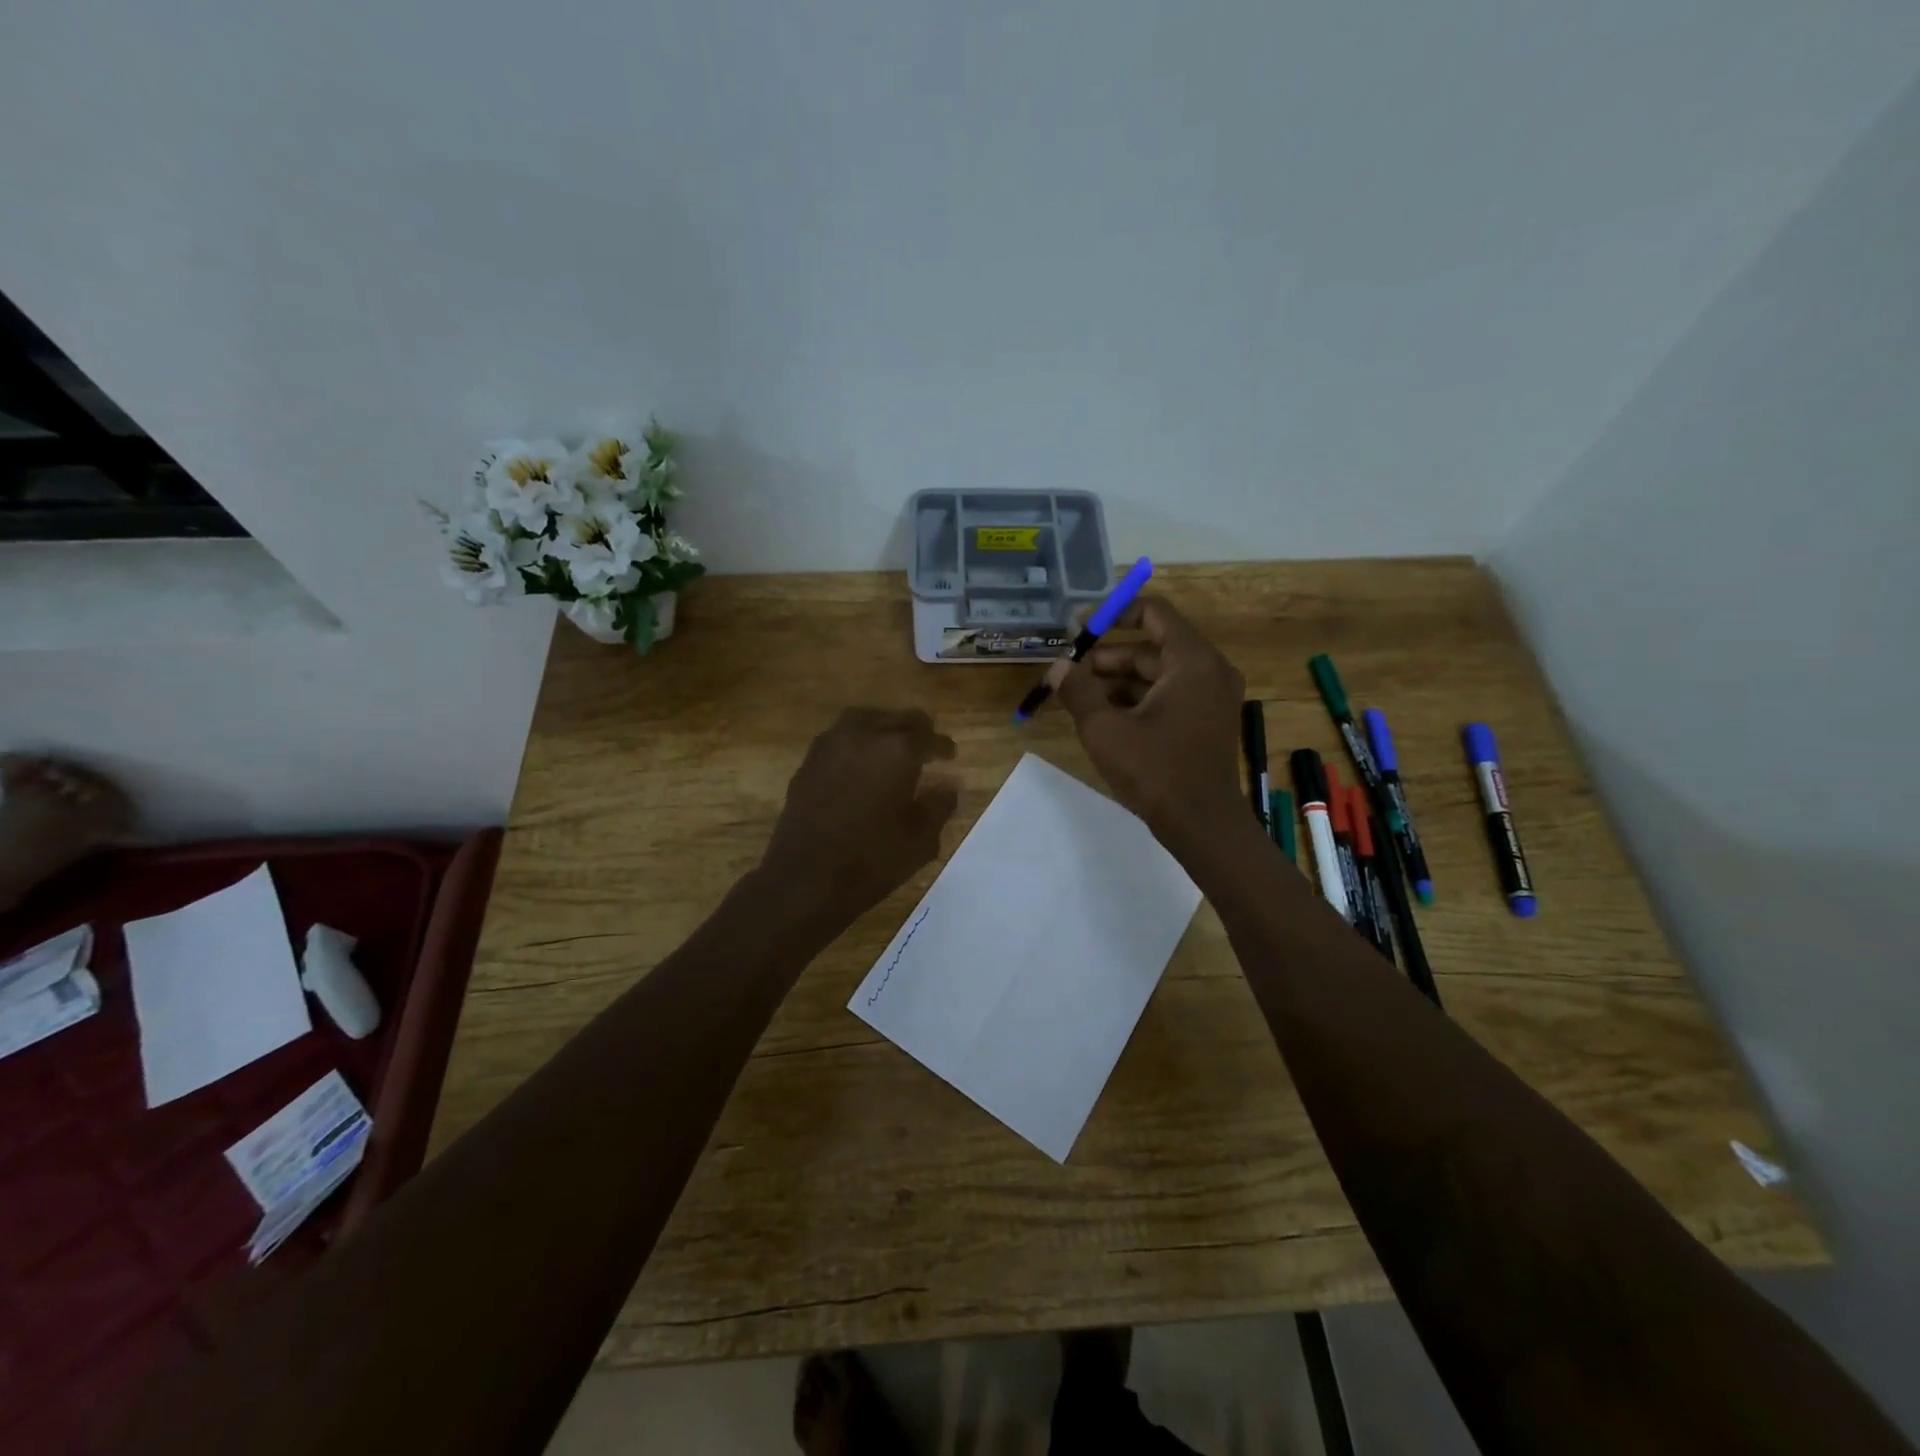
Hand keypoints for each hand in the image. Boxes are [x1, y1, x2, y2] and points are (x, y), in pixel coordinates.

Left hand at [758, 708, 958, 927]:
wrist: (805, 878)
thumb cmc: (871, 861)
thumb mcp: (920, 840)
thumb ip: (940, 806)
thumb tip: (951, 786)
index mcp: (897, 751)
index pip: (929, 738)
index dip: (944, 747)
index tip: (951, 756)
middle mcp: (863, 736)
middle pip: (897, 719)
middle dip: (916, 731)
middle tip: (927, 747)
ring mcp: (830, 745)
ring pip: (865, 719)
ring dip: (884, 728)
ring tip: (893, 746)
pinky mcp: (808, 762)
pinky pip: (840, 737)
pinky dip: (858, 742)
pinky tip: (862, 763)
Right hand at [1057, 598, 1245, 848]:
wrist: (1202, 824)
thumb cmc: (1155, 771)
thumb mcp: (1104, 729)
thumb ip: (1077, 691)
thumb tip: (1058, 666)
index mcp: (1192, 660)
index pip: (1153, 612)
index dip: (1112, 615)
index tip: (1078, 631)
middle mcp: (1209, 670)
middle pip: (1152, 646)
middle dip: (1107, 657)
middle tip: (1069, 673)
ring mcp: (1211, 697)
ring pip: (1158, 673)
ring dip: (1117, 681)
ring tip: (1078, 698)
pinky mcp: (1207, 720)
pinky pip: (1169, 694)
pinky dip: (1137, 699)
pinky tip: (1104, 717)